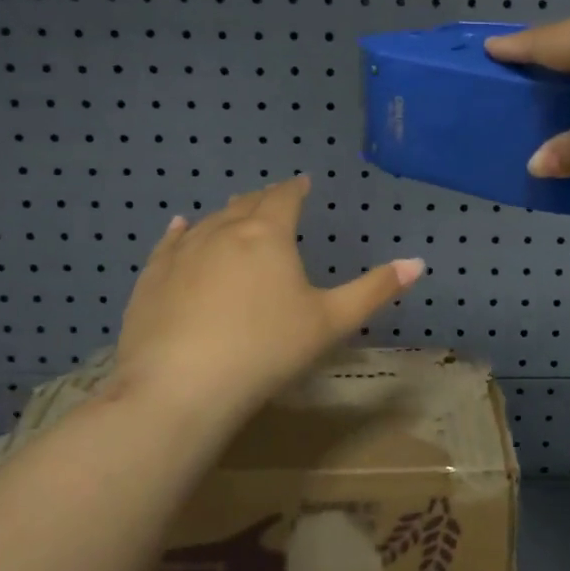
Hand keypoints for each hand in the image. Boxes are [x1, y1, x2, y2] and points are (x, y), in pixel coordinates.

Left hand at [111, 176, 422, 437]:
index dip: (296, 188)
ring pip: (210, 221)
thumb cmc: (266, 350)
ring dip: (227, 215)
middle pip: (246, 204)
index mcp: (267, 234)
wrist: (181, 386)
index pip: (284, 197)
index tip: (303, 183)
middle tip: (274, 200)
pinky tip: (180, 227)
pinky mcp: (152, 277)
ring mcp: (182, 252)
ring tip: (236, 212)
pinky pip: (170, 243)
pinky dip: (182, 232)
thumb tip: (418, 262)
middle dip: (263, 200)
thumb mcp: (330, 322)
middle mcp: (222, 230)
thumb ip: (374, 289)